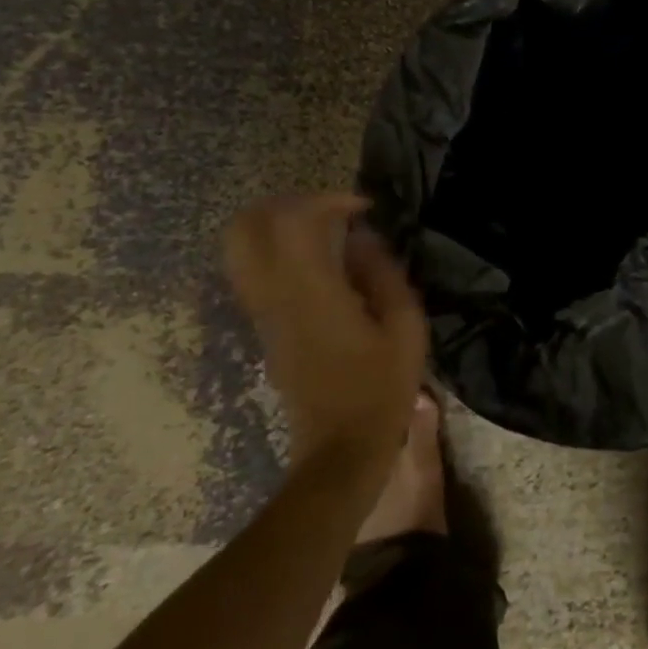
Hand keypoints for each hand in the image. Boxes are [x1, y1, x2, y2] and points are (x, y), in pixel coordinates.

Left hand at [225, 194, 429, 467]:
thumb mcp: (405, 326)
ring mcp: (264, 313)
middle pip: (245, 228)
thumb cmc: (381, 388)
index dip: (326, 200)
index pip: (292, 221)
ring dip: (279, 226)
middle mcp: (275, 296)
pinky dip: (280, 252)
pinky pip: (256, 272)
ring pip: (242, 249)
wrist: (340, 449)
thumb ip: (383, 273)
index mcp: (311, 292)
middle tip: (330, 211)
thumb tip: (362, 237)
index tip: (363, 209)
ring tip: (326, 232)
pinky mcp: (266, 328)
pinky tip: (323, 264)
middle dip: (286, 204)